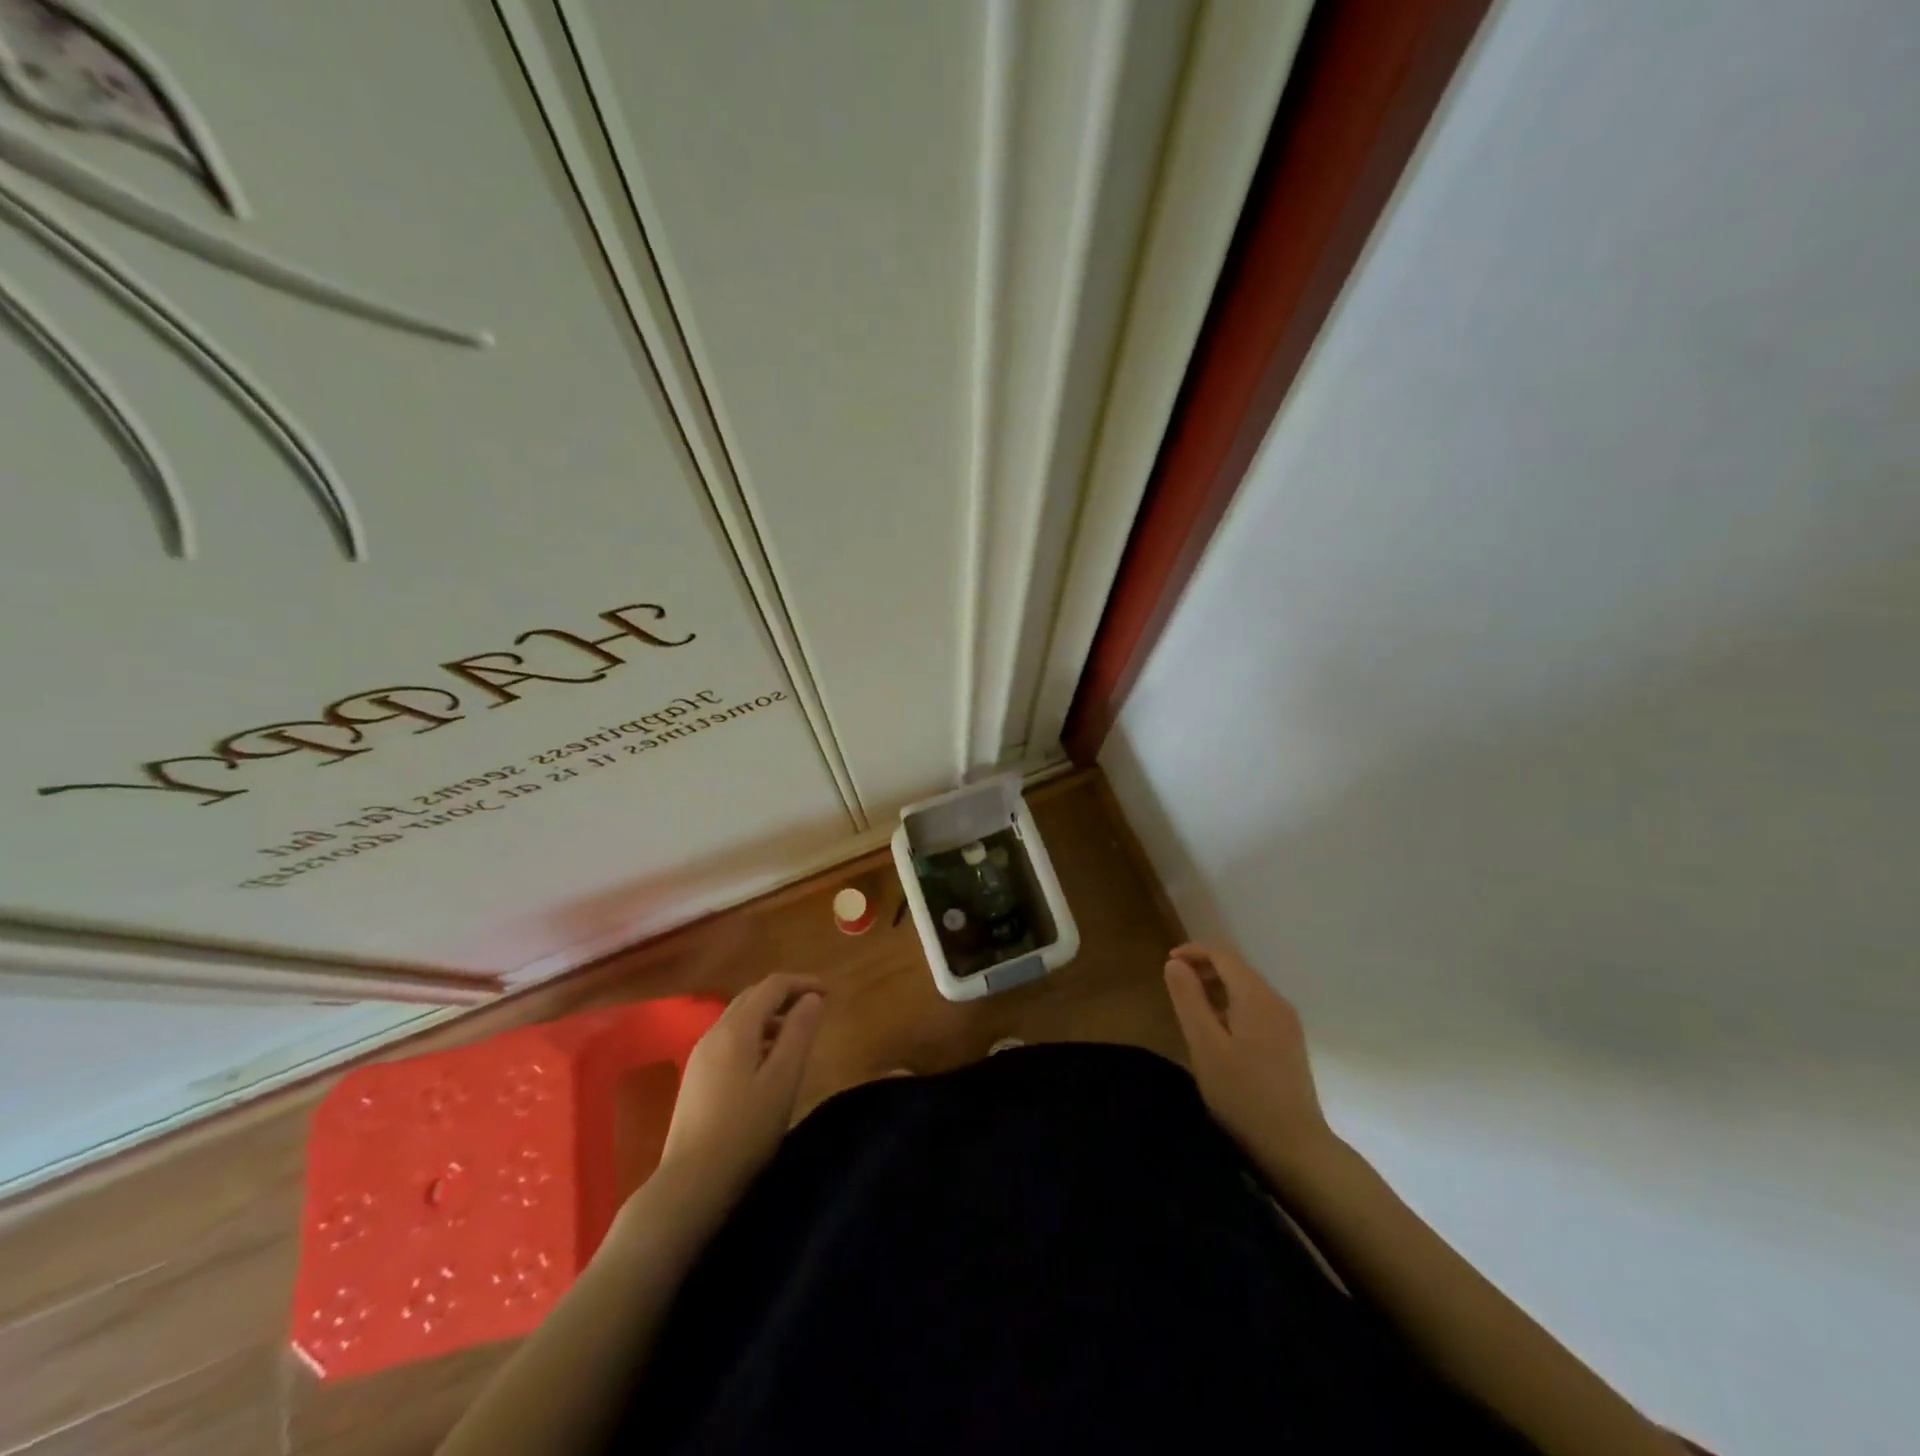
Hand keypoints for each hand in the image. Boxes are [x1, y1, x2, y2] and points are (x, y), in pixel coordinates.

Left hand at [657, 973, 824, 1209]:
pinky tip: (766, 1063)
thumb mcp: (783, 1080)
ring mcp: (700, 1056)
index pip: (772, 986)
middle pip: (752, 997)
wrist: (690, 1184)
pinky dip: (754, 1035)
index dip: (802, 983)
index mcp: (736, 1029)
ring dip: (769, 1016)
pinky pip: (729, 1039)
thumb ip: (799, 1034)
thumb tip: (812, 999)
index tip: (829, 993)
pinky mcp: (695, 1077)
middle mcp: (714, 1033)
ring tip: (795, 1037)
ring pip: (739, 1019)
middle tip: (814, 1009)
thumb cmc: (745, 1130)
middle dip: (785, 996)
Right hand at [1164, 942, 1335, 1178]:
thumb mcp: (1204, 1045)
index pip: (1223, 955)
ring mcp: (1286, 1023)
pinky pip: (1255, 1008)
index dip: (1193, 952)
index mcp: (1256, 996)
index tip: (1167, 963)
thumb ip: (1188, 999)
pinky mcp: (1289, 1042)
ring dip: (1216, 989)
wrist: (1295, 1146)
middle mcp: (1276, 1001)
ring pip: (1246, 989)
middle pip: (1236, 969)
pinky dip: (1231, 1006)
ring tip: (1191, 1009)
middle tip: (1175, 987)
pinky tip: (1217, 1032)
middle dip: (1204, 969)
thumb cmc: (1243, 1094)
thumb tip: (1175, 963)